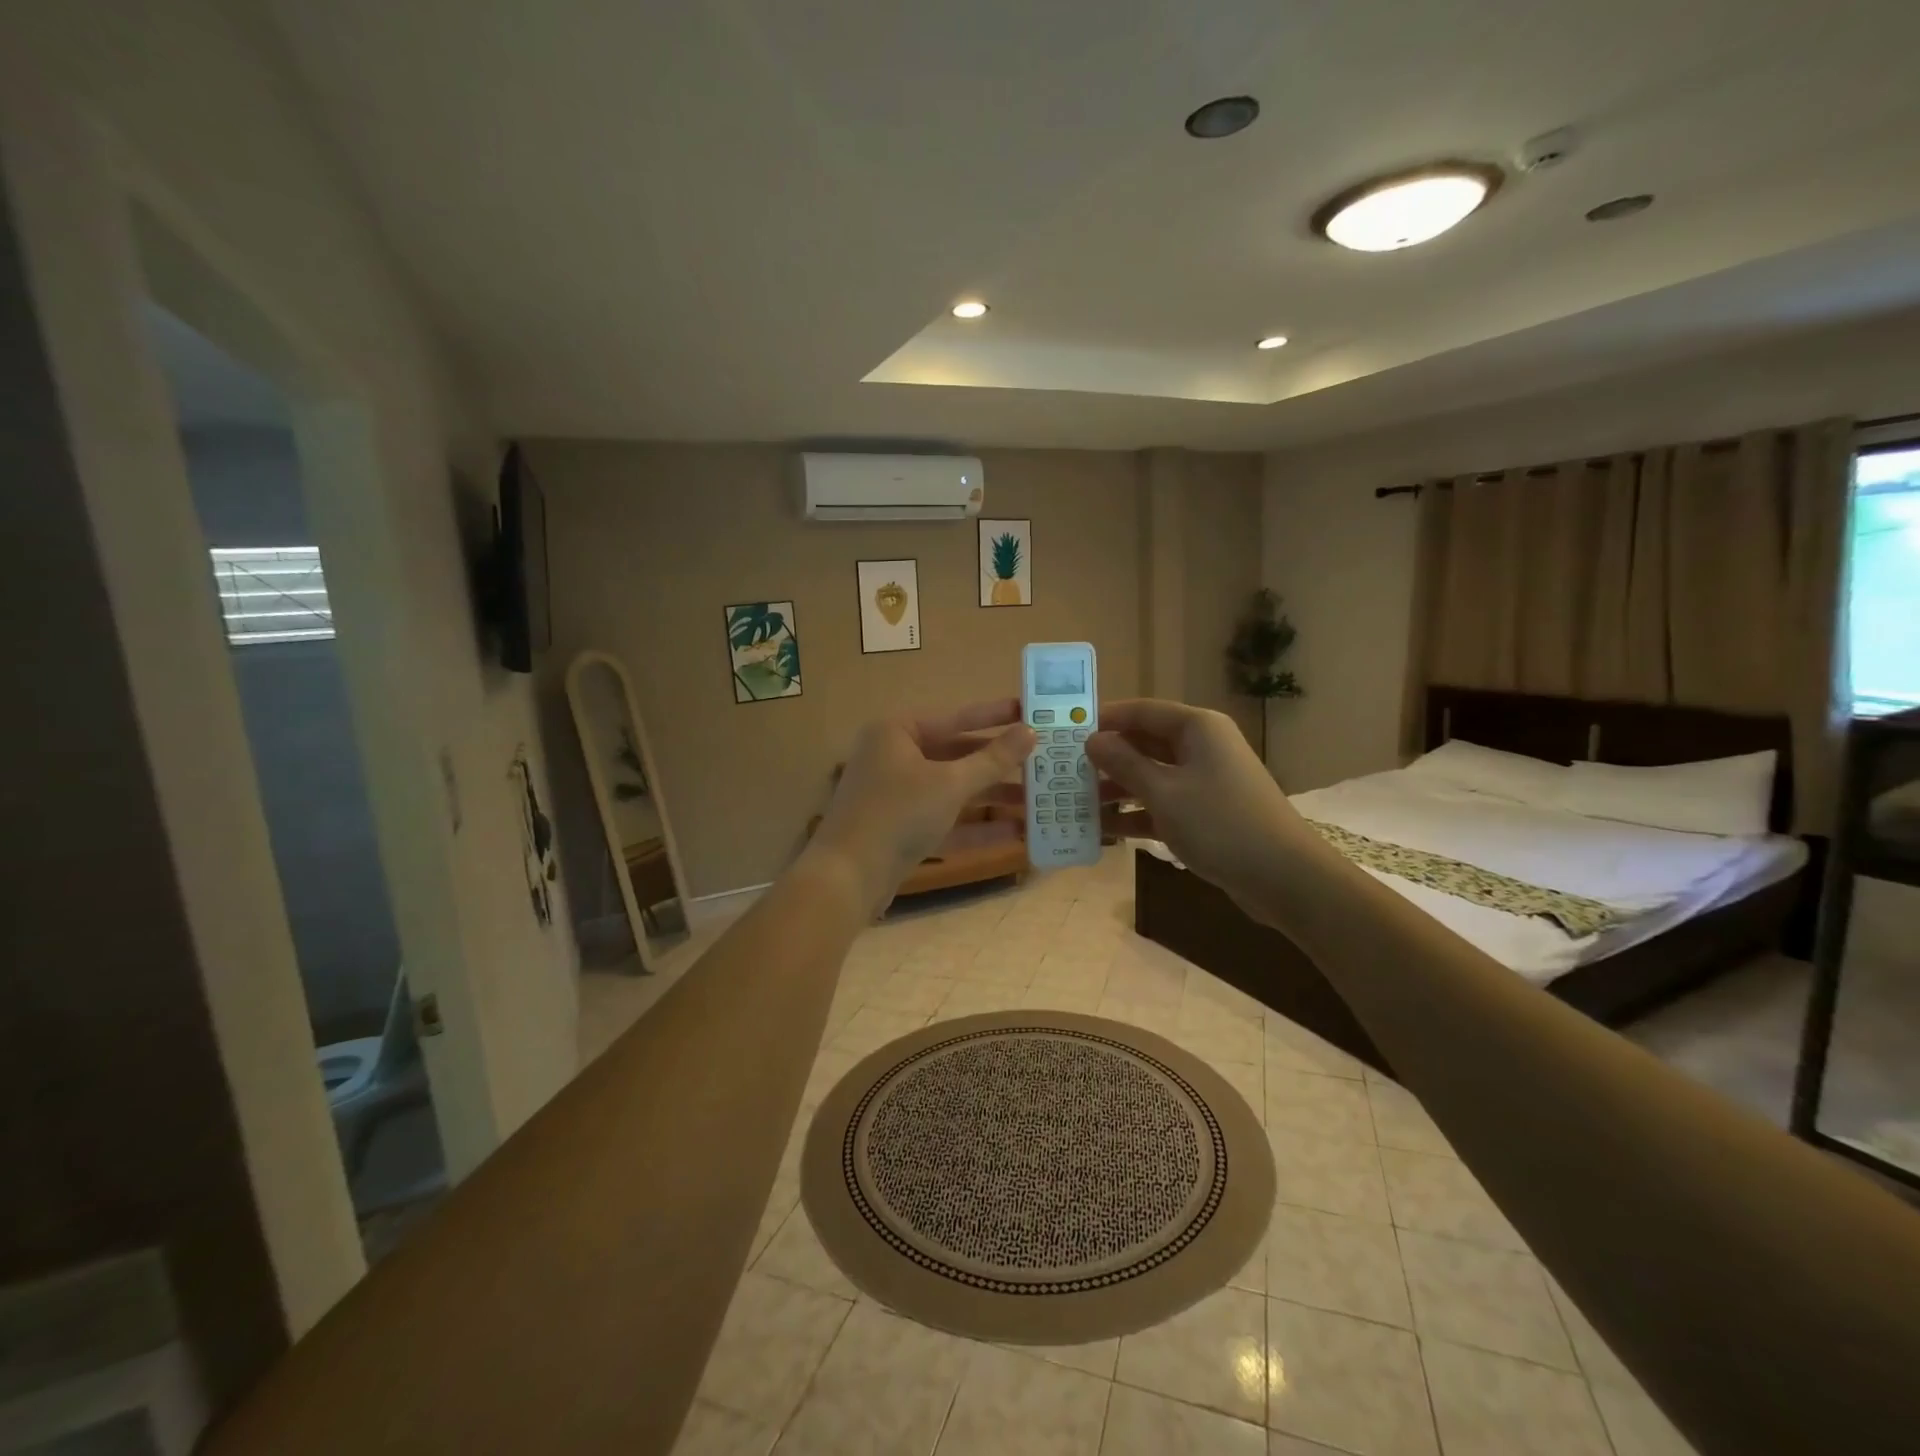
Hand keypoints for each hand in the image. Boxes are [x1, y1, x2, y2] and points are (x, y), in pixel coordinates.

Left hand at [808, 699, 1034, 911]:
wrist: (846, 878)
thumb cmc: (898, 815)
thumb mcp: (950, 784)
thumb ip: (992, 759)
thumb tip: (1029, 732)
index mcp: (898, 732)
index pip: (956, 717)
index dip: (995, 716)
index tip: (1030, 711)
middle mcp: (894, 757)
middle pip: (956, 754)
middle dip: (998, 764)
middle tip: (1042, 760)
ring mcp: (896, 795)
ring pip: (952, 789)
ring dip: (991, 797)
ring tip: (1036, 800)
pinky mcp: (900, 829)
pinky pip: (944, 819)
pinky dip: (975, 826)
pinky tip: (1015, 834)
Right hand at [1085, 699, 1306, 912]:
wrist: (1283, 877)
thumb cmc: (1219, 823)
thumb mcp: (1163, 792)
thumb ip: (1124, 763)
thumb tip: (1093, 740)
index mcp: (1196, 728)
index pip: (1141, 711)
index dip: (1104, 720)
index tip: (1066, 733)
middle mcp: (1201, 746)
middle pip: (1144, 742)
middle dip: (1107, 758)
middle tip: (1065, 771)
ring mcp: (1204, 781)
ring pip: (1151, 775)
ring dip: (1117, 788)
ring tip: (1075, 802)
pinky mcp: (1205, 812)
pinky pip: (1162, 803)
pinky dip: (1136, 813)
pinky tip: (1103, 829)